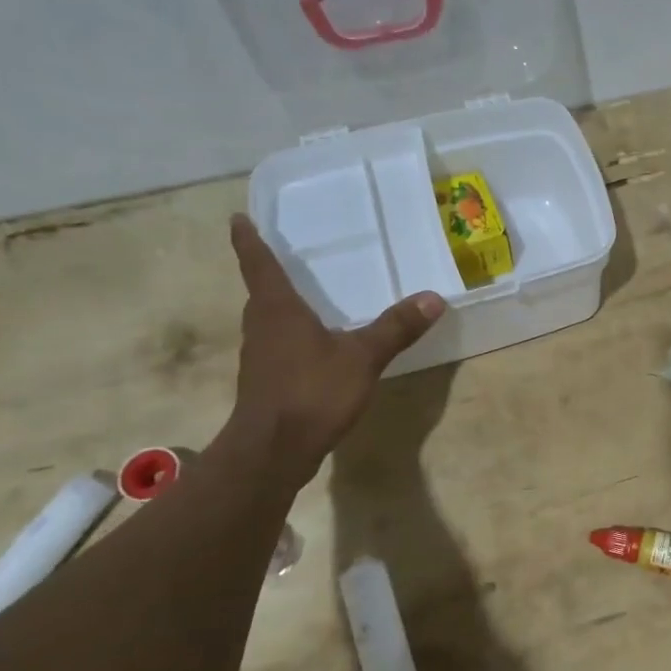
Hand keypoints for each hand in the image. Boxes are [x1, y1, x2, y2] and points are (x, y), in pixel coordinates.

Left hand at [227, 214, 444, 482]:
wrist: (272, 451)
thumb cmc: (311, 392)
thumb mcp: (363, 357)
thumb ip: (396, 328)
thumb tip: (433, 298)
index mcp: (278, 309)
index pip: (259, 264)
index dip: (248, 240)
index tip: (238, 218)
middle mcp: (262, 327)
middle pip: (261, 292)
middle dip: (269, 273)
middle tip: (284, 254)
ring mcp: (261, 357)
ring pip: (268, 321)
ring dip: (280, 306)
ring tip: (304, 297)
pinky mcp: (266, 382)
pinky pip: (278, 346)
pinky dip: (292, 336)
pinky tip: (315, 346)